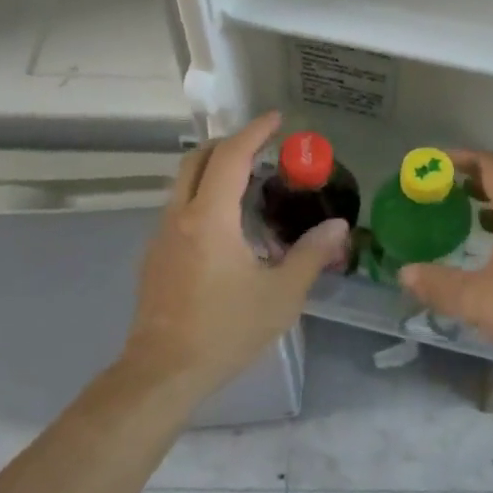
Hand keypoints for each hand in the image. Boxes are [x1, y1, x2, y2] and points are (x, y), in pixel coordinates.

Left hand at [123, 111, 347, 388]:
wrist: (163, 372)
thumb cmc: (225, 330)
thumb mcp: (281, 295)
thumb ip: (310, 255)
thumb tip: (337, 226)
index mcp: (210, 218)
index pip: (230, 157)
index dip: (254, 132)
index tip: (276, 119)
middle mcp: (179, 217)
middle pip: (196, 159)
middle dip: (228, 143)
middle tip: (261, 147)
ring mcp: (161, 236)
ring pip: (183, 183)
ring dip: (213, 170)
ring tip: (248, 184)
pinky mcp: (154, 256)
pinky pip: (179, 209)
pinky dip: (202, 197)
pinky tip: (227, 227)